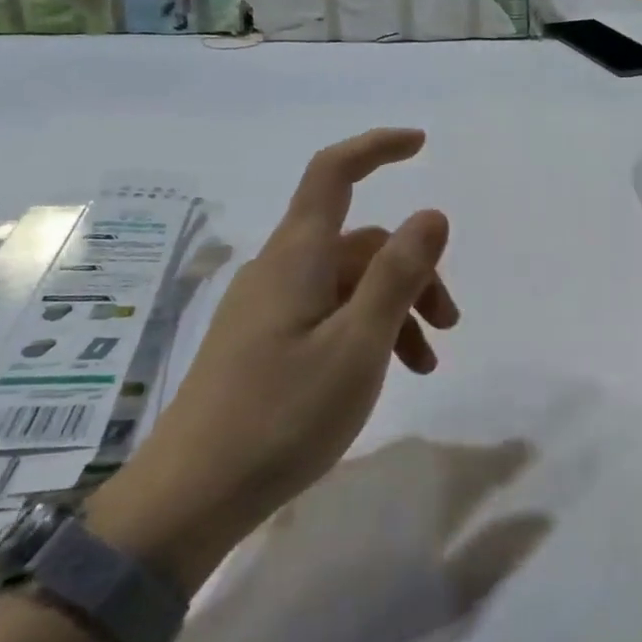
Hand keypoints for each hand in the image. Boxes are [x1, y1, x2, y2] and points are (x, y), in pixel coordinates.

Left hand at [90, 129, 457, 590]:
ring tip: (426, 364)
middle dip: (414, 271)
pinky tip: (385, 373)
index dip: (376, 148)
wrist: (191, 497)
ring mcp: (268, 307)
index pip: (334, 174)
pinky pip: (329, 313)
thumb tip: (431, 214)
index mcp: (297, 258)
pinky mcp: (264, 342)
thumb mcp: (358, 345)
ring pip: (349, 283)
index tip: (422, 144)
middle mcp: (280, 270)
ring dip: (395, 309)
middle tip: (450, 325)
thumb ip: (398, 275)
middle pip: (359, 243)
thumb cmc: (282, 416)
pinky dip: (367, 330)